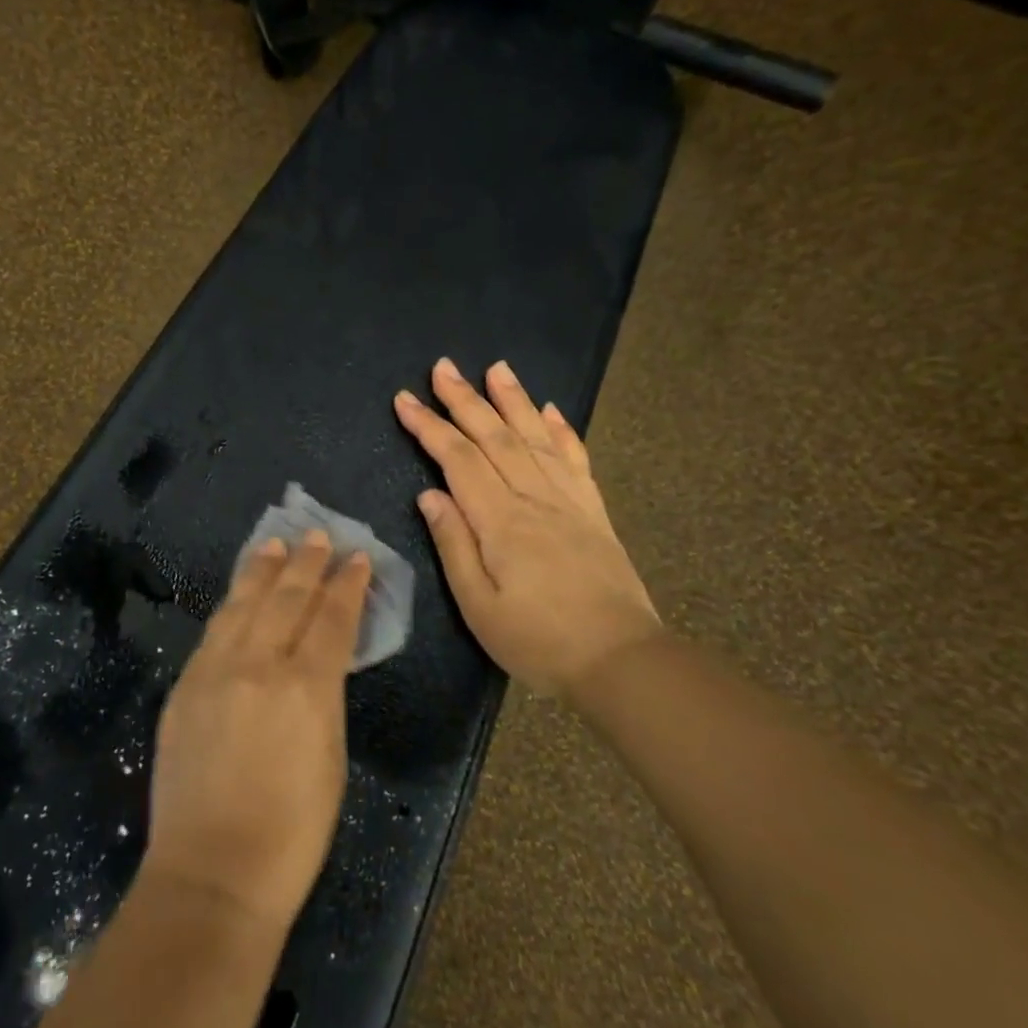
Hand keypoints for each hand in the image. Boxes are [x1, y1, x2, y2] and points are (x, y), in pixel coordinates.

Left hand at [142, 531, 370, 934]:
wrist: (212, 872)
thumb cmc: (292, 832)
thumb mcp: (330, 758)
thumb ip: (324, 697)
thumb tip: (320, 661)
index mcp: (307, 687)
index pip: (332, 618)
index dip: (347, 585)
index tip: (357, 559)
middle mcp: (259, 665)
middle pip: (287, 598)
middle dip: (306, 564)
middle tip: (318, 536)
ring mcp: (215, 671)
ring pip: (243, 604)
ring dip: (263, 571)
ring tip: (275, 546)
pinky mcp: (185, 685)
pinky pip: (214, 630)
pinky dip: (231, 604)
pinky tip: (239, 593)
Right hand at [395, 357, 661, 696]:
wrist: (623, 662)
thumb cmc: (539, 641)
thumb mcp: (479, 607)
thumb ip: (454, 545)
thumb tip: (430, 494)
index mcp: (501, 521)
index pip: (458, 459)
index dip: (429, 426)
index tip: (404, 399)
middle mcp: (535, 498)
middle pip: (494, 437)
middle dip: (465, 399)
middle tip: (443, 366)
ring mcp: (569, 501)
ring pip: (535, 438)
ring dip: (512, 400)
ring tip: (497, 367)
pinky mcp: (594, 512)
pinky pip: (575, 460)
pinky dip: (561, 431)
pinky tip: (549, 410)